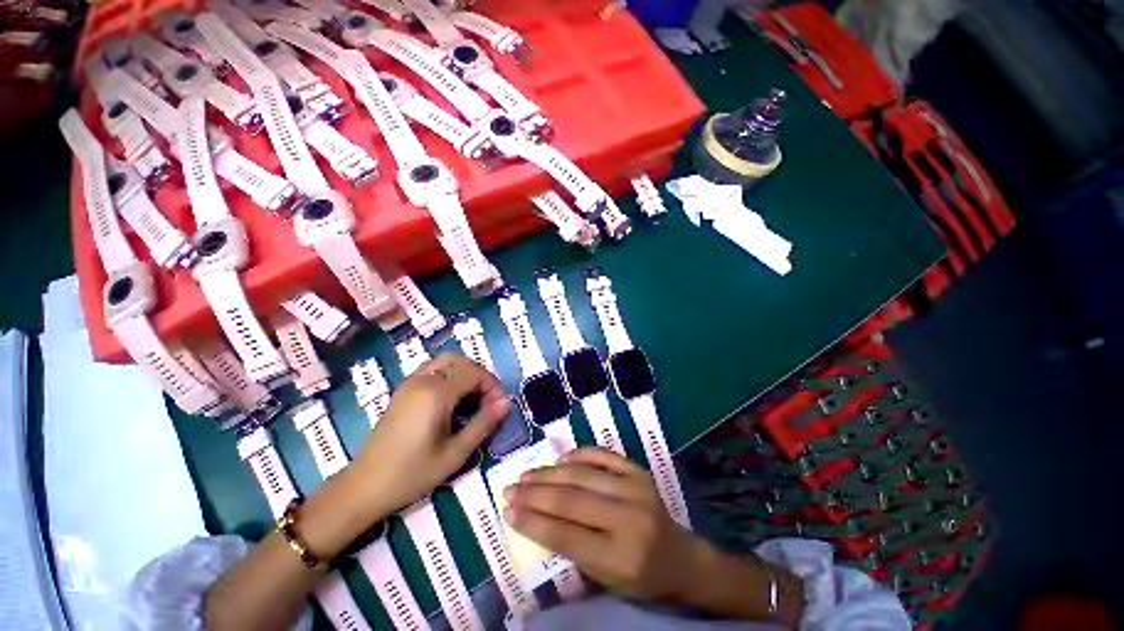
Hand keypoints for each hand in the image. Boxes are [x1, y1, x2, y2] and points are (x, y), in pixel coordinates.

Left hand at [349, 354, 510, 517]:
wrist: (364, 487)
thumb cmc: (412, 474)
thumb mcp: (455, 453)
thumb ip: (484, 423)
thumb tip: (507, 402)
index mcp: (436, 393)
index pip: (474, 373)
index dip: (492, 386)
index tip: (499, 408)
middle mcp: (423, 380)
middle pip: (462, 361)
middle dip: (481, 377)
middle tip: (488, 401)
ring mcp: (410, 382)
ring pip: (447, 361)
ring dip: (465, 372)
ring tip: (473, 398)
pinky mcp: (403, 389)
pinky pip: (433, 368)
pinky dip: (450, 374)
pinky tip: (452, 399)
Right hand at [503, 447, 701, 599]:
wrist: (680, 556)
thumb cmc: (640, 576)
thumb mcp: (605, 577)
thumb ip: (571, 547)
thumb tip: (534, 515)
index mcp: (621, 557)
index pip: (566, 536)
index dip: (532, 522)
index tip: (507, 511)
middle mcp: (629, 518)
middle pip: (571, 500)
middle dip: (534, 493)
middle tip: (509, 489)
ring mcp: (636, 488)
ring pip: (582, 475)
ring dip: (550, 473)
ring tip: (526, 475)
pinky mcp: (639, 470)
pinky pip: (603, 455)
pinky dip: (579, 454)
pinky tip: (560, 460)